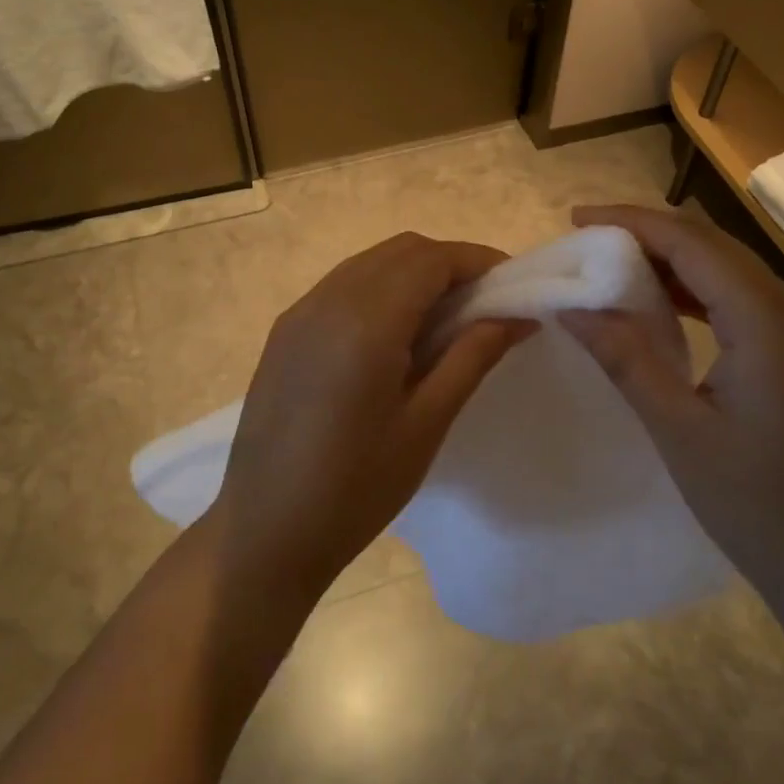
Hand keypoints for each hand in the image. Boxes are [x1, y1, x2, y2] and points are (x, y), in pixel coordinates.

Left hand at [209, 232, 534, 601]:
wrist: (265, 532)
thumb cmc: (356, 489)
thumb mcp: (426, 423)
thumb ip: (472, 356)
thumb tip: (517, 316)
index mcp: (365, 323)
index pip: (431, 260)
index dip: (478, 261)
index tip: (513, 285)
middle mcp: (327, 300)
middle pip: (401, 251)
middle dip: (449, 264)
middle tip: (486, 303)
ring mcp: (299, 313)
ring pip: (370, 264)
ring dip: (414, 274)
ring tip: (448, 318)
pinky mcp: (284, 331)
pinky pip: (342, 286)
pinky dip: (381, 289)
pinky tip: (397, 333)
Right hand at [561, 205, 783, 615]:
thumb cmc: (758, 505)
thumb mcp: (679, 429)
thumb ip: (625, 357)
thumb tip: (571, 308)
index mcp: (765, 322)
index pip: (691, 244)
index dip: (631, 223)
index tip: (577, 218)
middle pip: (713, 247)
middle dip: (649, 234)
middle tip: (588, 239)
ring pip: (730, 273)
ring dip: (673, 262)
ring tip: (614, 266)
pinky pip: (743, 303)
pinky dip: (698, 293)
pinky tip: (663, 308)